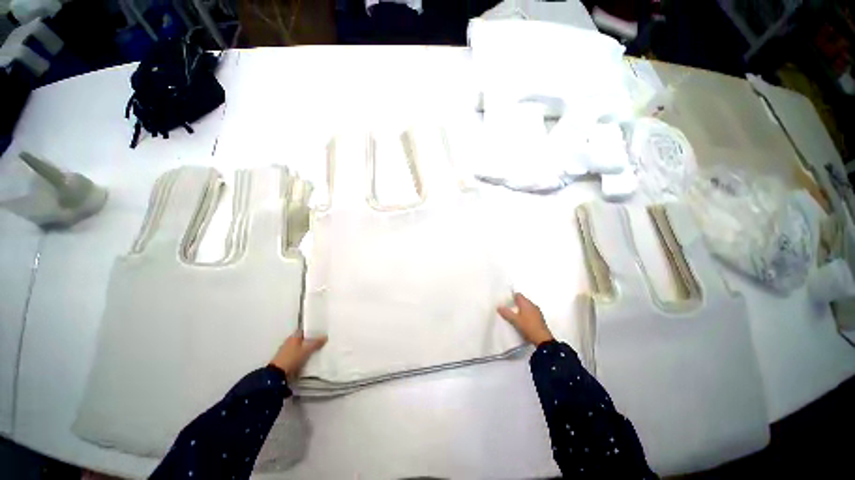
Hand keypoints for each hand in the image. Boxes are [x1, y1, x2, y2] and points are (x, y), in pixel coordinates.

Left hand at [270, 331, 326, 378]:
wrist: (277, 374)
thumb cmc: (292, 358)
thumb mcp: (306, 350)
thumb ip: (316, 343)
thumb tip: (325, 336)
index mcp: (293, 336)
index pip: (304, 330)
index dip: (311, 331)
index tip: (320, 333)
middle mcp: (289, 342)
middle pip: (302, 339)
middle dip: (310, 340)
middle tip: (321, 342)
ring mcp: (286, 351)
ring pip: (300, 347)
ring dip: (306, 349)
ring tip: (317, 350)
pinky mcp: (286, 360)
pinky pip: (297, 355)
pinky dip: (302, 355)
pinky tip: (308, 358)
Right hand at [498, 292, 553, 345]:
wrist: (543, 340)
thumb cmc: (528, 327)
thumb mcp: (515, 320)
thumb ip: (506, 313)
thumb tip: (499, 307)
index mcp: (526, 303)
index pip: (518, 295)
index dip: (511, 296)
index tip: (505, 301)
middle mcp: (532, 305)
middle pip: (522, 300)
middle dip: (515, 303)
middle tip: (508, 308)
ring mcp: (537, 312)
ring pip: (527, 307)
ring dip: (521, 309)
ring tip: (513, 315)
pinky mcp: (539, 318)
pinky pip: (530, 312)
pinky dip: (525, 314)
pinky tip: (522, 321)